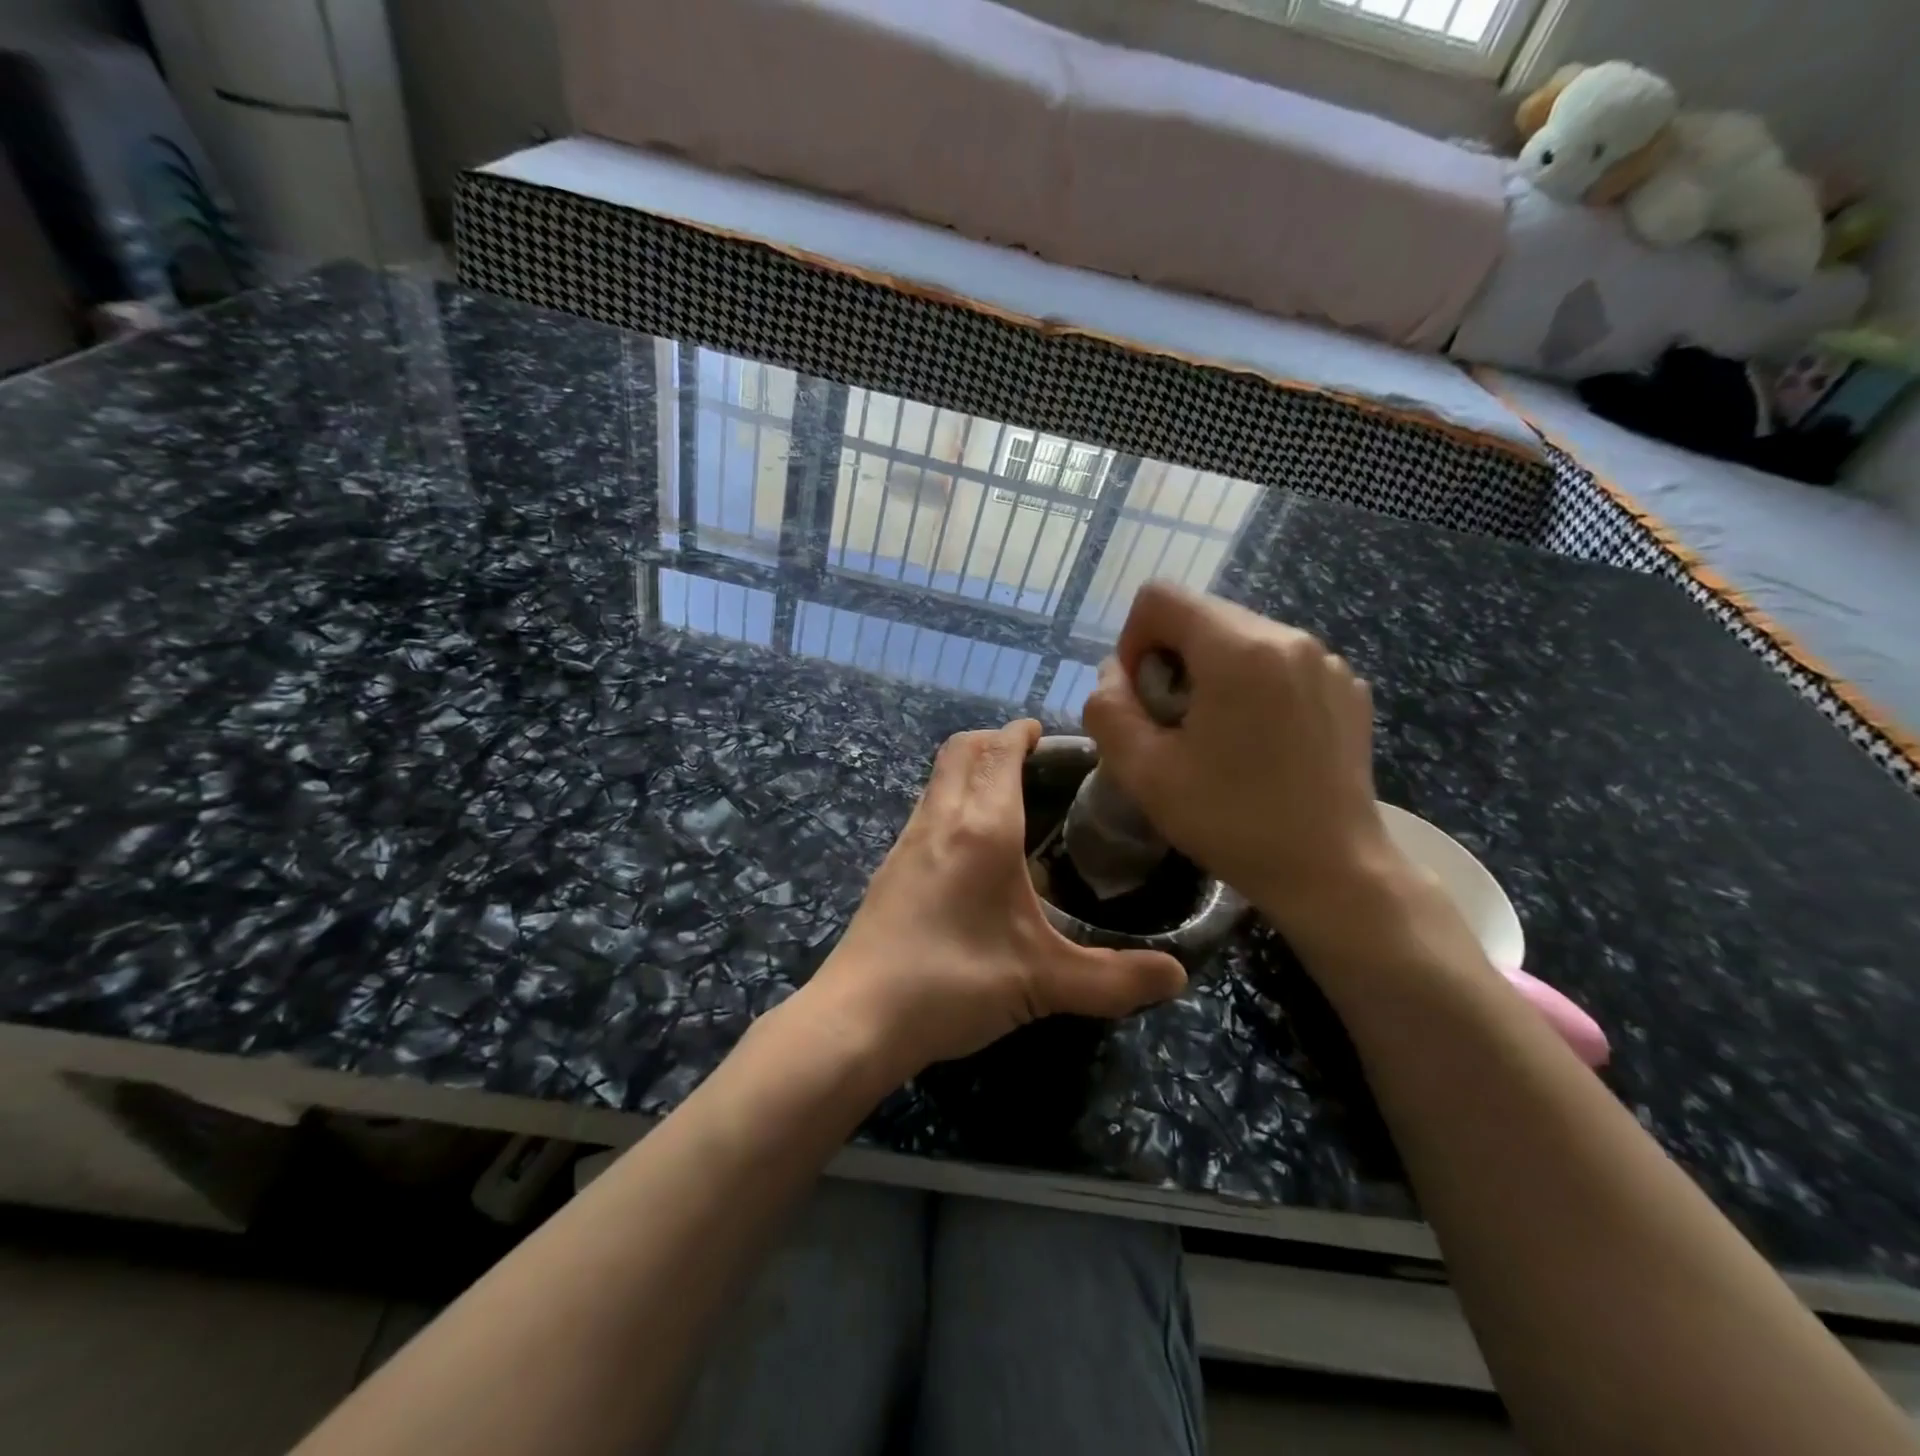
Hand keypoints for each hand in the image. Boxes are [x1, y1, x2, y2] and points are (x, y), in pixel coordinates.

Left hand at [803, 720, 1187, 1081]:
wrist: (859, 1018)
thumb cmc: (954, 983)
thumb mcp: (1044, 983)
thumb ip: (1115, 979)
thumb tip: (1178, 976)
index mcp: (982, 828)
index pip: (999, 752)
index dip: (1021, 733)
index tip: (1045, 733)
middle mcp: (940, 819)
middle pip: (961, 750)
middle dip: (994, 741)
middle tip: (1030, 759)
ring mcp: (907, 841)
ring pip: (938, 778)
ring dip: (969, 769)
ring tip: (1006, 799)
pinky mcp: (889, 868)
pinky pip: (925, 809)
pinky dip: (950, 801)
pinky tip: (969, 849)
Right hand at [1082, 583, 1398, 945]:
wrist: (1332, 871)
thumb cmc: (1232, 821)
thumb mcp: (1143, 772)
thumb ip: (1108, 710)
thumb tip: (1114, 674)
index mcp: (1238, 650)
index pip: (1160, 597)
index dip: (1132, 641)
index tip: (1143, 698)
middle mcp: (1288, 637)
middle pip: (1201, 616)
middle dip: (1172, 660)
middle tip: (1175, 726)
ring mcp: (1326, 661)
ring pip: (1241, 638)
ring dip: (1212, 674)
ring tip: (1219, 737)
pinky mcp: (1348, 687)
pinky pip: (1280, 662)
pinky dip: (1254, 687)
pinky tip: (1261, 743)